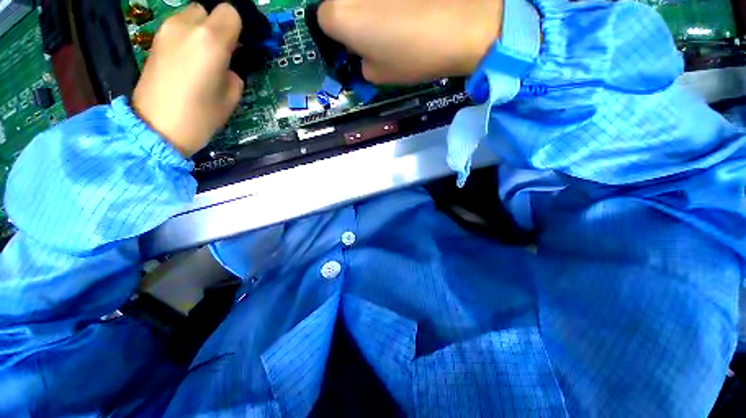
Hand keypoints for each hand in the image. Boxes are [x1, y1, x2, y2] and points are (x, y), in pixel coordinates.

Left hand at [132, 3, 243, 157]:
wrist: (156, 128)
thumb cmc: (200, 116)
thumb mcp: (231, 97)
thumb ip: (233, 71)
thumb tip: (227, 63)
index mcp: (211, 41)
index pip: (230, 13)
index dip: (237, 29)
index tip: (238, 48)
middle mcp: (186, 26)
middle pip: (208, 11)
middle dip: (217, 28)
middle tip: (221, 54)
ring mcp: (166, 31)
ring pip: (191, 16)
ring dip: (201, 31)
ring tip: (203, 58)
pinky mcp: (155, 40)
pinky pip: (178, 28)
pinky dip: (187, 38)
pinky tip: (187, 60)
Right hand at [318, 0, 502, 84]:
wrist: (463, 24)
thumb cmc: (413, 56)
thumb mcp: (379, 75)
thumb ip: (361, 62)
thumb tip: (363, 51)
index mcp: (338, 14)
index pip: (324, 21)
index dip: (341, 35)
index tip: (357, 44)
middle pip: (342, 1)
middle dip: (354, 15)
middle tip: (378, 31)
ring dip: (373, 7)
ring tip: (399, 16)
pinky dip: (391, 2)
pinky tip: (410, 7)